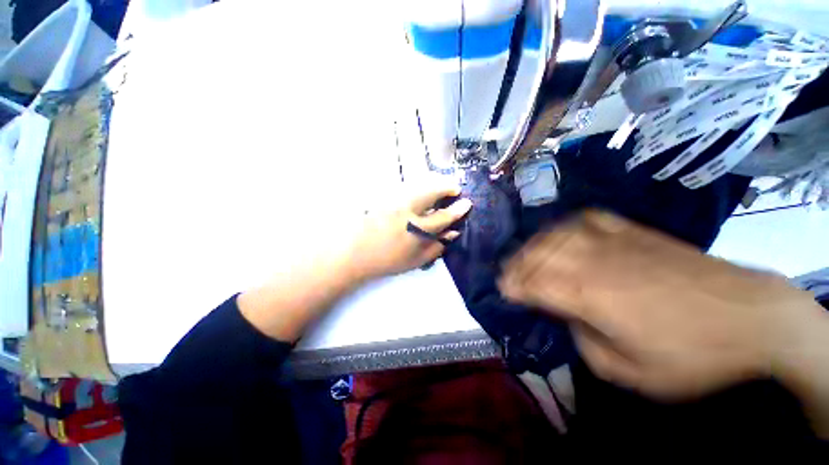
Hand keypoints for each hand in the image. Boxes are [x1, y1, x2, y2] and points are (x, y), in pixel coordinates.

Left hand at [346, 180, 472, 279]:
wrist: (356, 253)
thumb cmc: (388, 260)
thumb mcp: (417, 260)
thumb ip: (437, 247)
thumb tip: (454, 233)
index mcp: (417, 230)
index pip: (444, 216)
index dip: (458, 209)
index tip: (467, 203)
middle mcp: (407, 211)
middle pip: (432, 192)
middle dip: (447, 187)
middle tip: (455, 189)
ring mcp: (394, 201)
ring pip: (418, 185)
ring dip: (433, 184)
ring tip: (441, 187)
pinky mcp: (384, 197)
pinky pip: (406, 187)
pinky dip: (418, 186)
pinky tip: (421, 190)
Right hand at [499, 210, 825, 400]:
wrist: (751, 317)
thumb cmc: (692, 355)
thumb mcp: (630, 372)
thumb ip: (586, 342)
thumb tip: (569, 318)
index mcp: (590, 295)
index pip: (535, 283)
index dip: (514, 285)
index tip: (504, 290)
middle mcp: (593, 262)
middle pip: (540, 255)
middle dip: (517, 264)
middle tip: (508, 273)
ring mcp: (614, 242)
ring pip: (558, 235)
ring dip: (535, 244)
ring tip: (526, 254)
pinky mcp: (633, 232)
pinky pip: (588, 220)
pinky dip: (568, 225)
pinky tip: (562, 232)